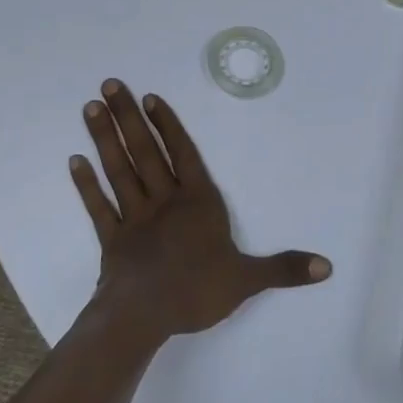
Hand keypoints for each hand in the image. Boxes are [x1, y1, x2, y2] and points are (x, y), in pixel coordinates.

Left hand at [70, 79, 331, 342]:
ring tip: (91, 108)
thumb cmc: (197, 291)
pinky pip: (98, 207)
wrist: (143, 318)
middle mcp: (165, 202)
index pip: (183, 155)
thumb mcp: (248, 279)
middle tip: (110, 84)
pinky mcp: (112, 239)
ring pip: (119, 171)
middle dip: (128, 118)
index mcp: (198, 203)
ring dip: (105, 139)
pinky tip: (75, 161)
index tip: (148, 99)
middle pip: (146, 152)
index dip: (167, 126)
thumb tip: (327, 266)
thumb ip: (284, 268)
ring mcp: (134, 218)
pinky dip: (86, 185)